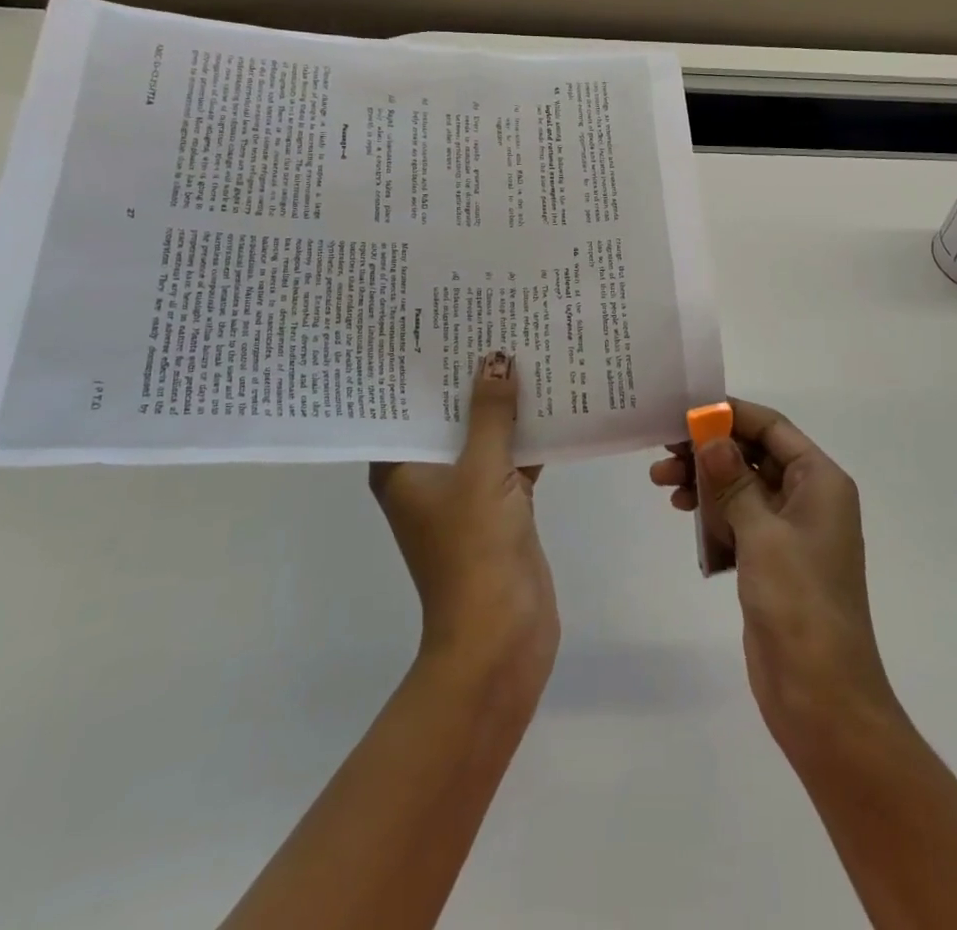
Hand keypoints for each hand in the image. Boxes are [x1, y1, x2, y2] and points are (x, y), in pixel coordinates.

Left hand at [370, 351, 558, 698]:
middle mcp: (427, 475)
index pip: (405, 404)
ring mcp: (466, 491)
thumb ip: (491, 414)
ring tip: (524, 347)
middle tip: (491, 321)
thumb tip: (496, 357)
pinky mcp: (501, 505)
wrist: (501, 635)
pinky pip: (512, 458)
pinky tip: (555, 399)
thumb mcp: (481, 471)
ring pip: (484, 435)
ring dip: (504, 404)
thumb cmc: (474, 549)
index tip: (441, 323)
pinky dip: (529, 435)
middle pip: (448, 414)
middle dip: (471, 376)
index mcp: (401, 468)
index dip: (422, 367)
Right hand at [650, 400, 898, 753]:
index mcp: (820, 482)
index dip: (730, 415)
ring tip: (662, 483)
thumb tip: (709, 436)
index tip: (685, 412)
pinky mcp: (771, 561)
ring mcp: (790, 531)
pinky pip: (738, 519)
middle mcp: (809, 498)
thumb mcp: (763, 533)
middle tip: (664, 451)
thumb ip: (733, 480)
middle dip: (710, 450)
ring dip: (705, 481)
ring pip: (742, 486)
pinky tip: (683, 513)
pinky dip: (712, 512)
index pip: (772, 428)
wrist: (822, 697)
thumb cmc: (800, 603)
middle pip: (754, 454)